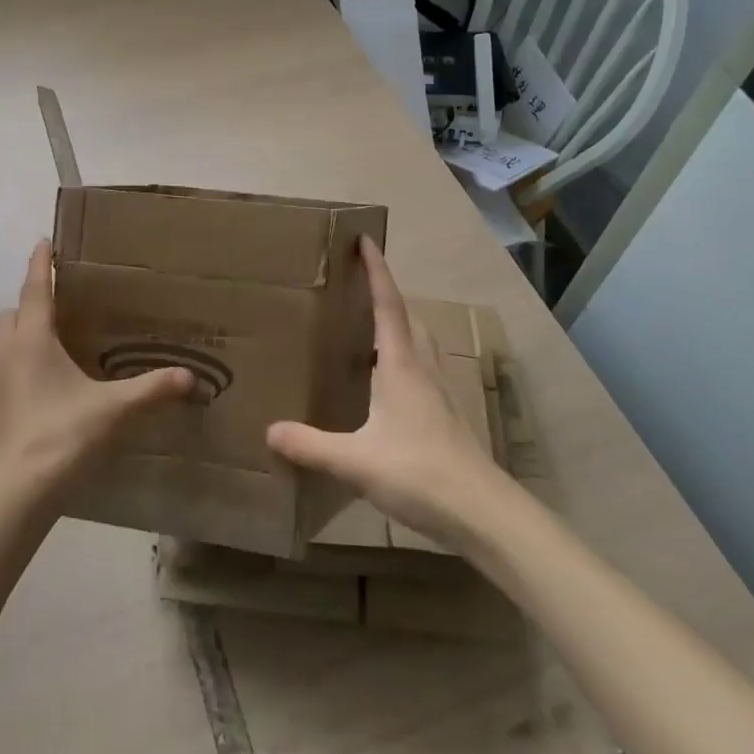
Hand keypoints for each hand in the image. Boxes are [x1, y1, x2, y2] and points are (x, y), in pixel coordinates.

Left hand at [0, 240, 195, 500]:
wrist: (16, 493)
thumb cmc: (63, 436)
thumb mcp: (114, 409)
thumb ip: (152, 390)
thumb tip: (189, 377)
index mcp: (33, 339)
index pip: (36, 288)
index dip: (42, 263)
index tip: (45, 241)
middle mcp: (7, 353)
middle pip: (13, 312)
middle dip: (32, 302)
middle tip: (61, 305)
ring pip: (4, 342)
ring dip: (23, 335)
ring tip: (55, 346)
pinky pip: (2, 372)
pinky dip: (19, 367)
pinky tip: (44, 389)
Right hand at [266, 236, 508, 548]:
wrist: (483, 513)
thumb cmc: (420, 473)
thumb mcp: (356, 461)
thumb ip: (311, 445)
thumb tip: (270, 430)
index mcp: (401, 365)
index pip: (387, 304)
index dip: (377, 270)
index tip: (365, 239)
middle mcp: (422, 369)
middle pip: (406, 318)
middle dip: (385, 295)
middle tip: (357, 285)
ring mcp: (438, 392)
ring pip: (418, 344)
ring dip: (397, 325)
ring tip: (369, 329)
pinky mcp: (445, 415)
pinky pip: (421, 369)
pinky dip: (402, 358)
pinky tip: (387, 384)